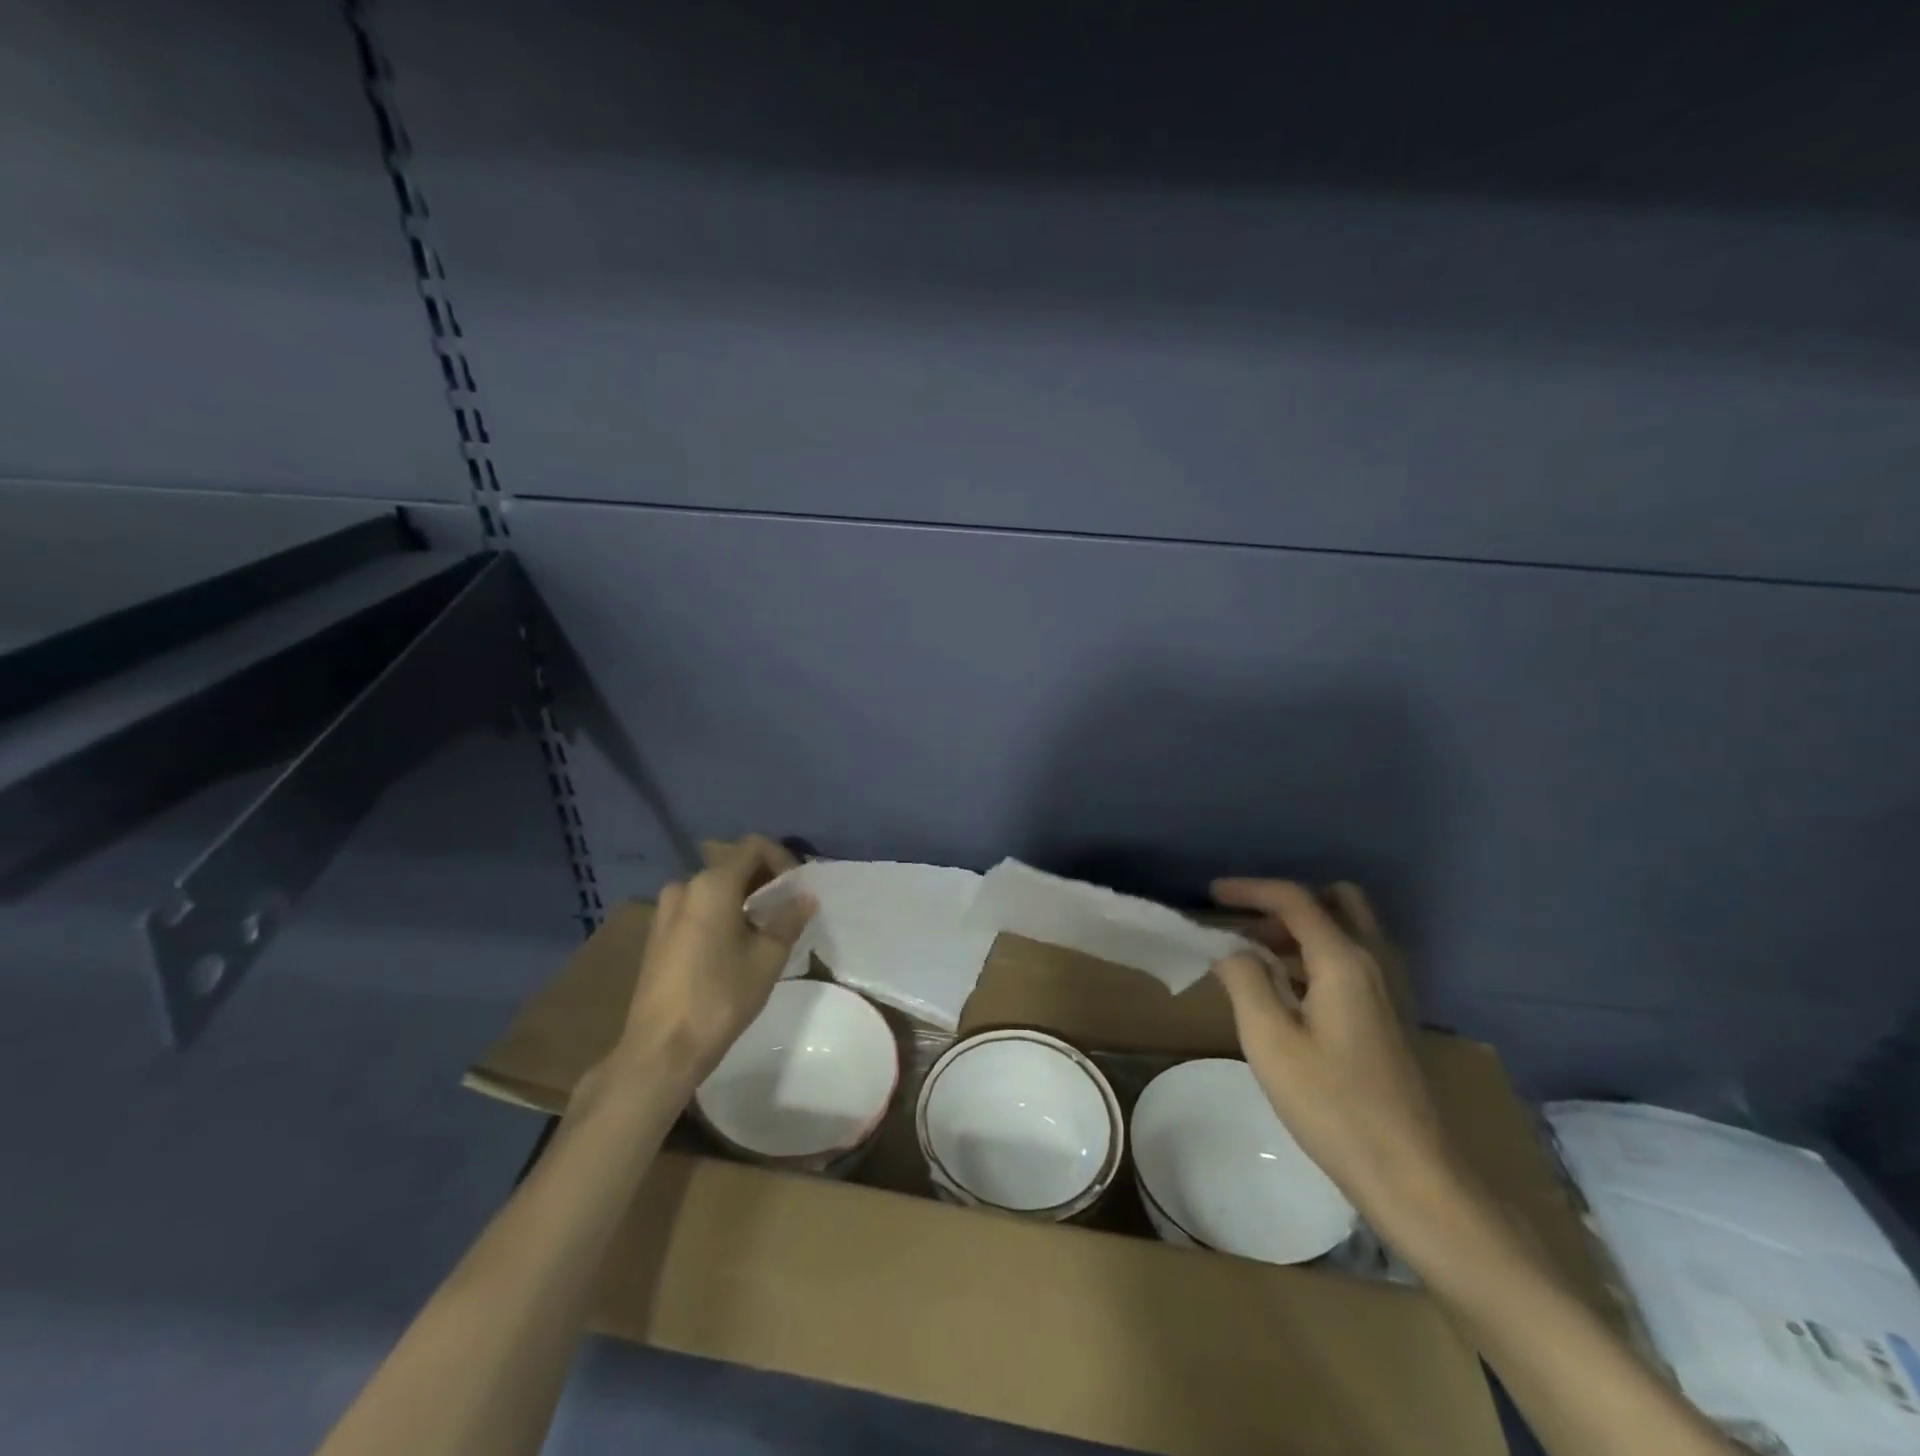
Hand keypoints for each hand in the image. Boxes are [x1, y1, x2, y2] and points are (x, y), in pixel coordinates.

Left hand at [612, 835, 815, 1085]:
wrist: (661, 1049)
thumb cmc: (720, 997)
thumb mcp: (767, 958)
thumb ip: (788, 920)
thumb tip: (806, 897)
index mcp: (712, 884)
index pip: (753, 846)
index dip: (782, 858)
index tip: (798, 887)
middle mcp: (684, 886)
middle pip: (731, 863)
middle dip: (763, 877)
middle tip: (787, 905)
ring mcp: (665, 910)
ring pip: (713, 887)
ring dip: (742, 896)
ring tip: (764, 925)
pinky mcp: (657, 934)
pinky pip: (696, 907)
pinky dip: (720, 911)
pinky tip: (735, 942)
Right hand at [1210, 879, 1461, 1234]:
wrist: (1414, 1176)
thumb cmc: (1333, 1106)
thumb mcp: (1270, 1041)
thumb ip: (1245, 981)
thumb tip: (1233, 951)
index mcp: (1344, 960)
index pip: (1294, 899)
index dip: (1249, 889)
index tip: (1211, 895)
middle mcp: (1375, 961)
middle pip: (1335, 901)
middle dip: (1287, 905)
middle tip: (1250, 931)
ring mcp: (1392, 989)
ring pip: (1347, 931)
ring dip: (1303, 931)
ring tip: (1261, 963)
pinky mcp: (1394, 1015)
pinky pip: (1355, 960)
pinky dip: (1320, 956)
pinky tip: (1293, 995)